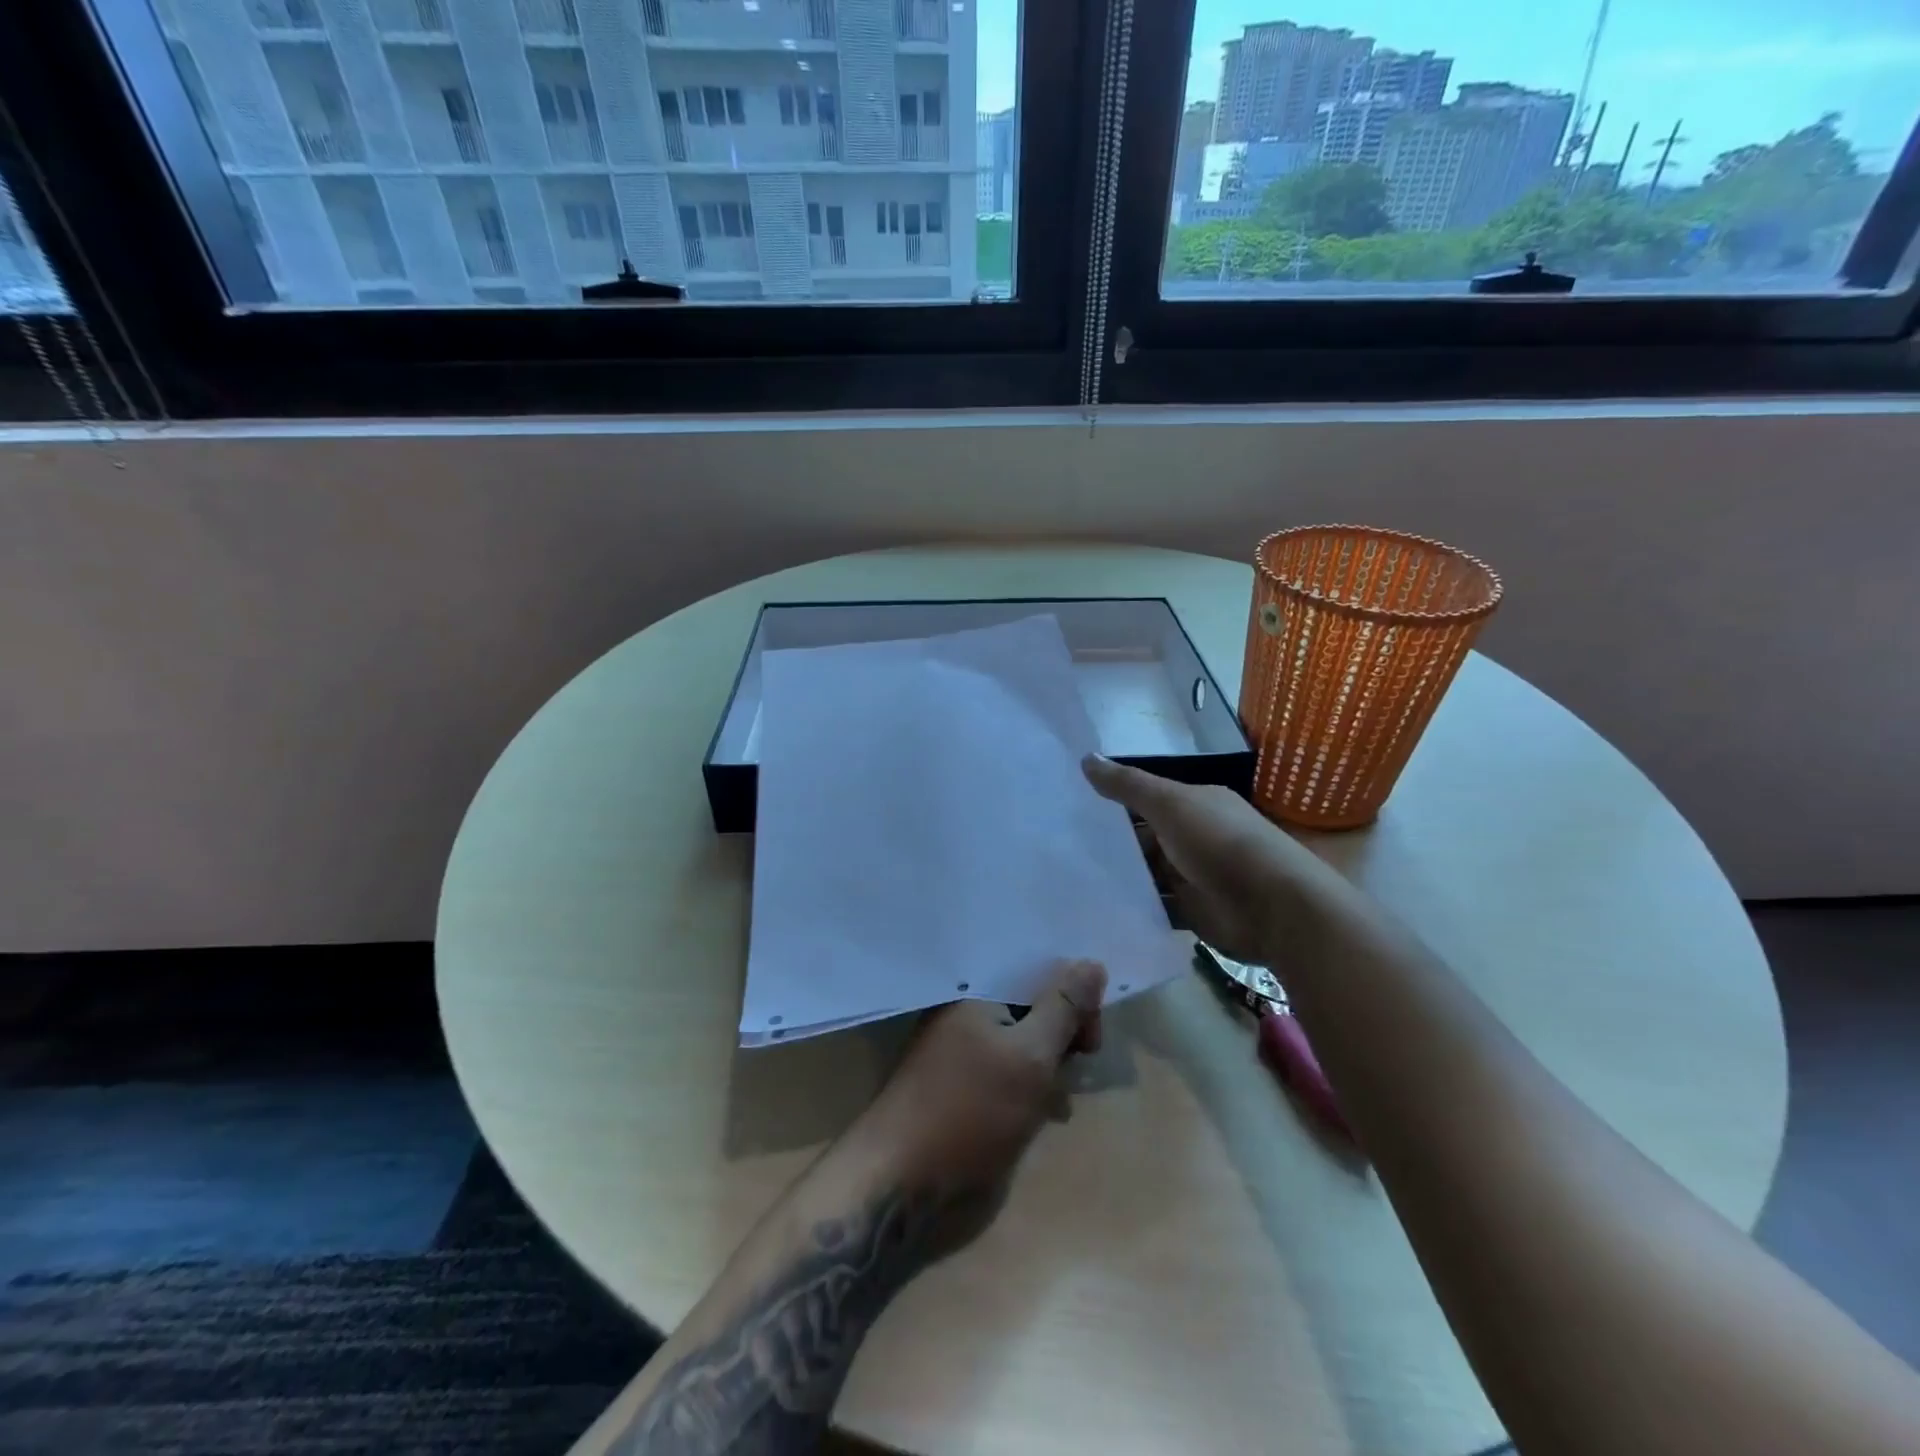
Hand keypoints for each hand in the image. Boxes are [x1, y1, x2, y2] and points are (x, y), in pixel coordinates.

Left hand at [845, 960, 1105, 1237]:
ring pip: (1023, 1038)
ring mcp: (960, 1044)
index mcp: (977, 988)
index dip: (1074, 997)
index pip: (1039, 970)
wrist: (900, 1179)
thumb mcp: (1031, 1056)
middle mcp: (967, 1007)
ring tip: (1057, 1099)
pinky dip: (1028, 1083)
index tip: (1091, 1040)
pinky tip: (1040, 1111)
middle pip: (1032, 1002)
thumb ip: (1063, 1008)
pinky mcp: (960, 1080)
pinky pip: (1006, 1065)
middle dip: (1063, 1032)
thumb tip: (1091, 962)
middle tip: (1078, 1068)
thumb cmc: (969, 1111)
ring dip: (1048, 1063)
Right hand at [1082, 754, 1349, 964]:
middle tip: (1059, 846)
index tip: (1071, 807)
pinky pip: (1157, 907)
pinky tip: (1099, 907)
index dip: (1113, 802)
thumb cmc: (1220, 843)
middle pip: (1145, 838)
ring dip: (1120, 877)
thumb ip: (1128, 785)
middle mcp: (1195, 837)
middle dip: (1111, 843)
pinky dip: (1135, 907)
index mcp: (1196, 804)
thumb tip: (1085, 758)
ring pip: (1148, 874)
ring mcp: (1195, 876)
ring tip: (1070, 879)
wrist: (1275, 908)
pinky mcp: (1194, 912)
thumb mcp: (1170, 803)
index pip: (1147, 799)